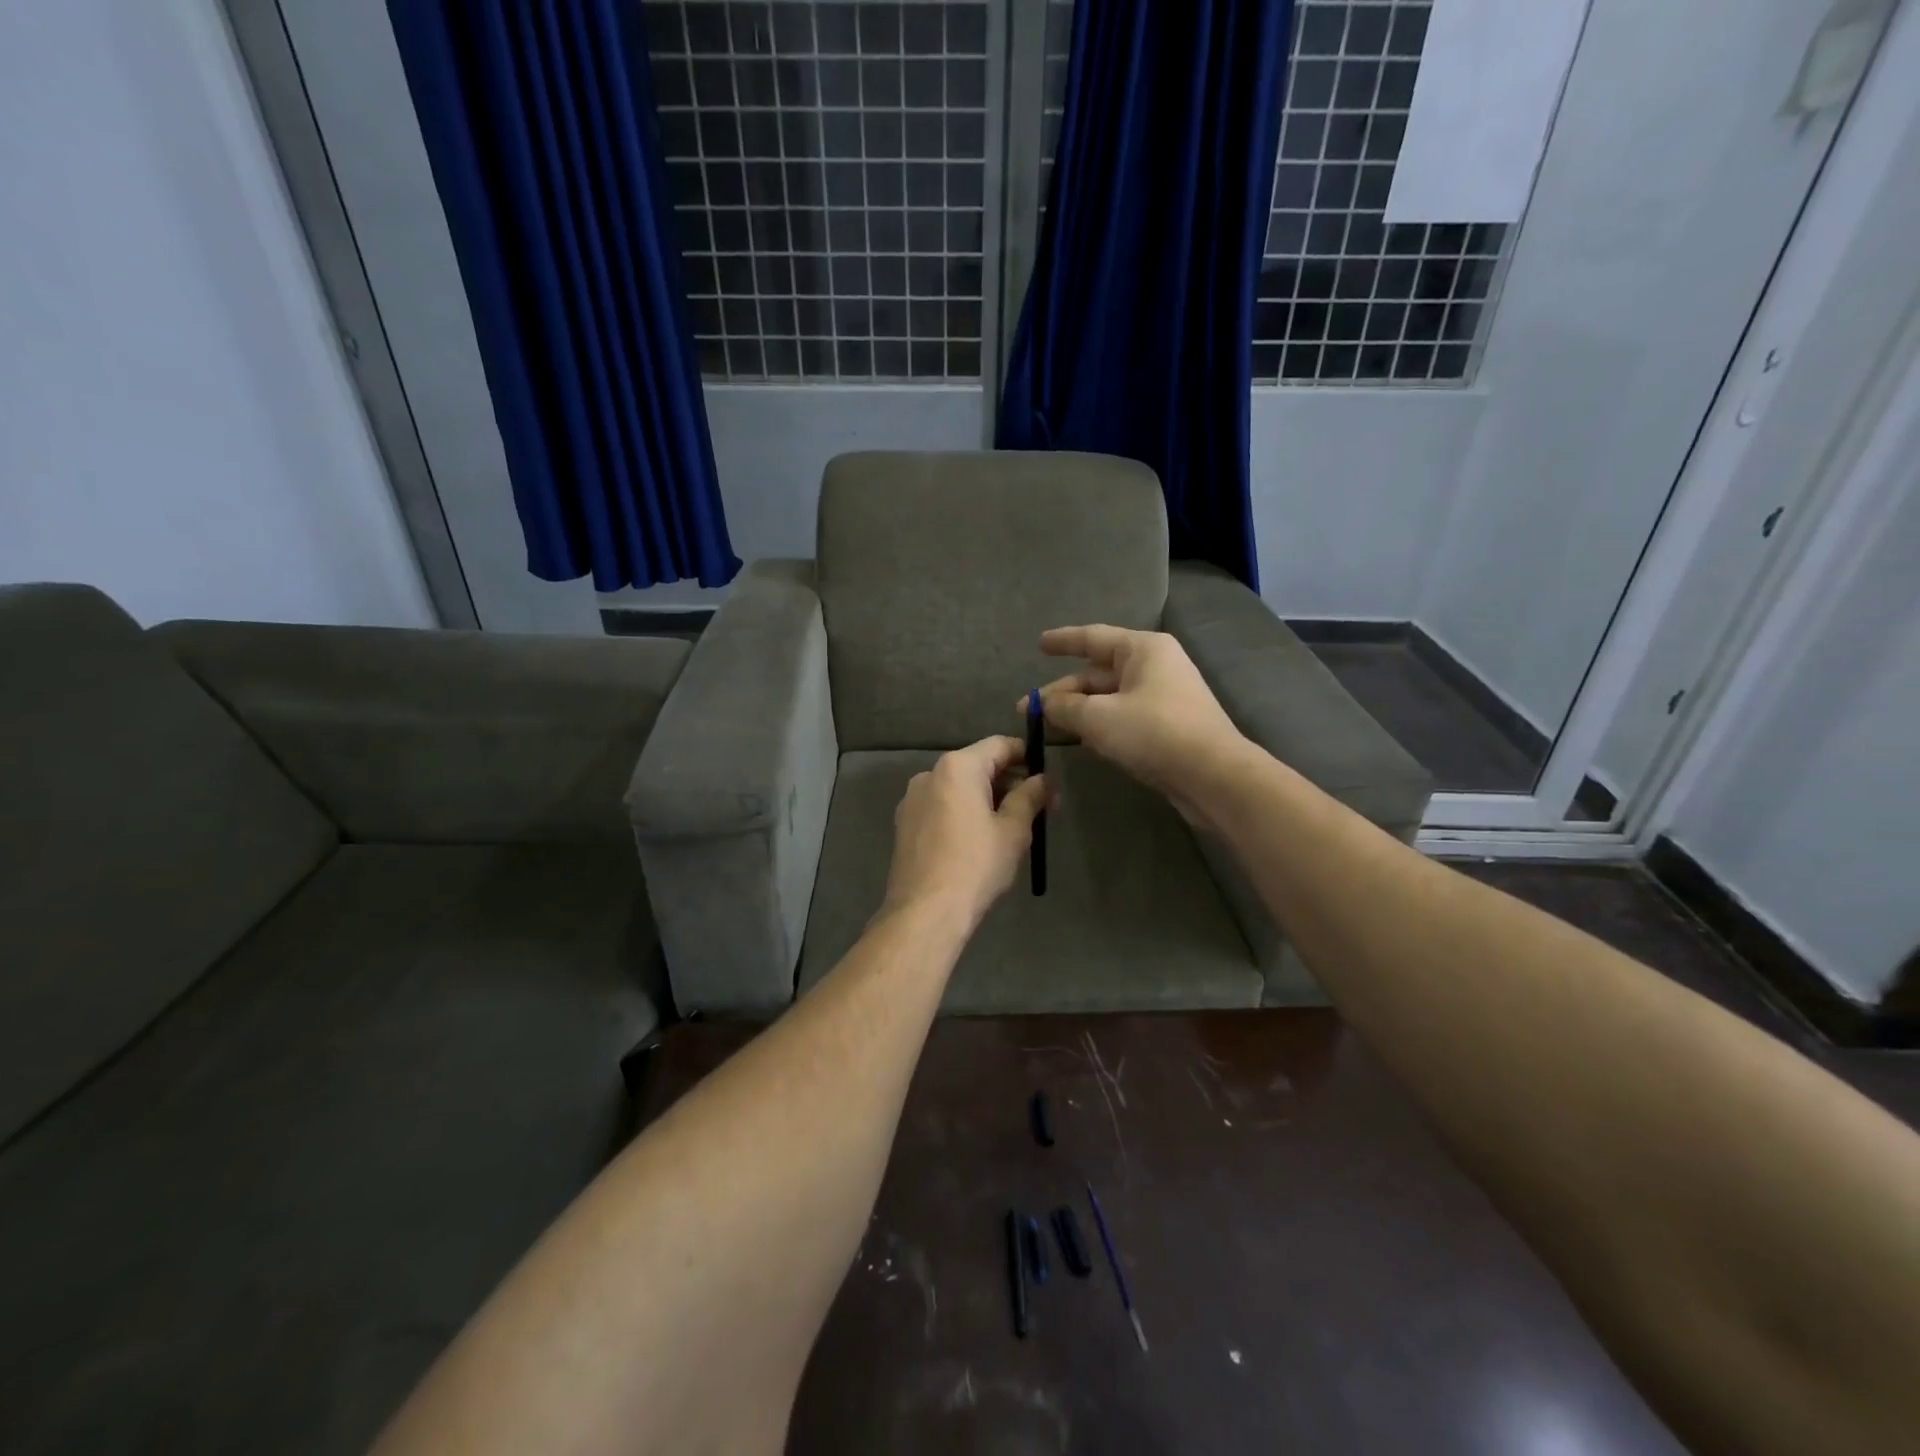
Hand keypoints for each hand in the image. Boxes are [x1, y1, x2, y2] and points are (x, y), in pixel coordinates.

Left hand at [881, 736, 1050, 929]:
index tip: (1047, 779)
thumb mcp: (1013, 830)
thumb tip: (1044, 780)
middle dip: (1009, 782)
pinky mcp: (904, 824)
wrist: (925, 911)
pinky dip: (963, 813)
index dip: (1027, 756)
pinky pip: (941, 806)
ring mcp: (912, 799)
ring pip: (958, 788)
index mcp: (957, 767)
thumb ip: (1030, 797)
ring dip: (986, 799)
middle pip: (978, 765)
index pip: (1000, 745)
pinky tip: (978, 841)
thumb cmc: (976, 865)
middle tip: (1037, 808)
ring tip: (1010, 827)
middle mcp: (930, 774)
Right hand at [1020, 625, 1244, 820]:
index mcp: (1143, 649)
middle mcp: (1155, 666)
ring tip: (1046, 727)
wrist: (1213, 776)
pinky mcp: (1167, 727)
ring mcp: (1163, 697)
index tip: (1039, 644)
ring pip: (1109, 698)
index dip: (1063, 641)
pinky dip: (1099, 725)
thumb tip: (1043, 704)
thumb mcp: (1098, 718)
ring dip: (1078, 711)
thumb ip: (1065, 707)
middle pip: (1098, 673)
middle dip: (1063, 691)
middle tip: (1027, 709)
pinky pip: (1123, 717)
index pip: (1093, 637)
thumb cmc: (1154, 733)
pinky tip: (1078, 740)